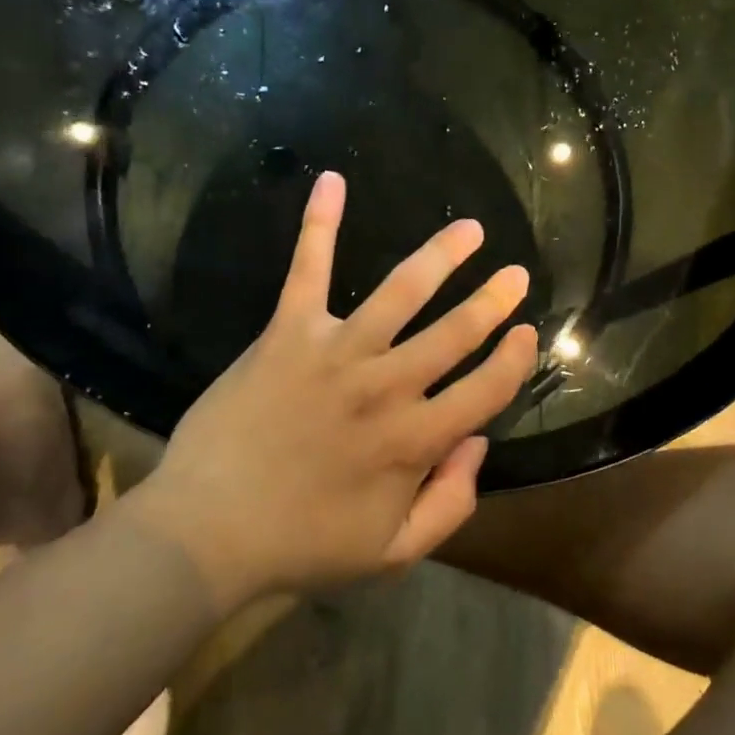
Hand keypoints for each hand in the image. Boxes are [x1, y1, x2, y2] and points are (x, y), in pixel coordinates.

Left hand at [125, 172, 539, 600]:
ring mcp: (336, 354)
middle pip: (455, 334)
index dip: (514, 361)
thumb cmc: (301, 544)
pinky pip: (307, 270)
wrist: (207, 531)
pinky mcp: (288, 334)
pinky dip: (319, 224)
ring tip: (471, 230)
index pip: (485, 390)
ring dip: (442, 256)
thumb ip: (450, 504)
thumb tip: (480, 444)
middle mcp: (386, 388)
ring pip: (401, 292)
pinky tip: (332, 181)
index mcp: (414, 442)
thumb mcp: (392, 553)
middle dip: (494, 301)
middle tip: (516, 274)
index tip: (527, 334)